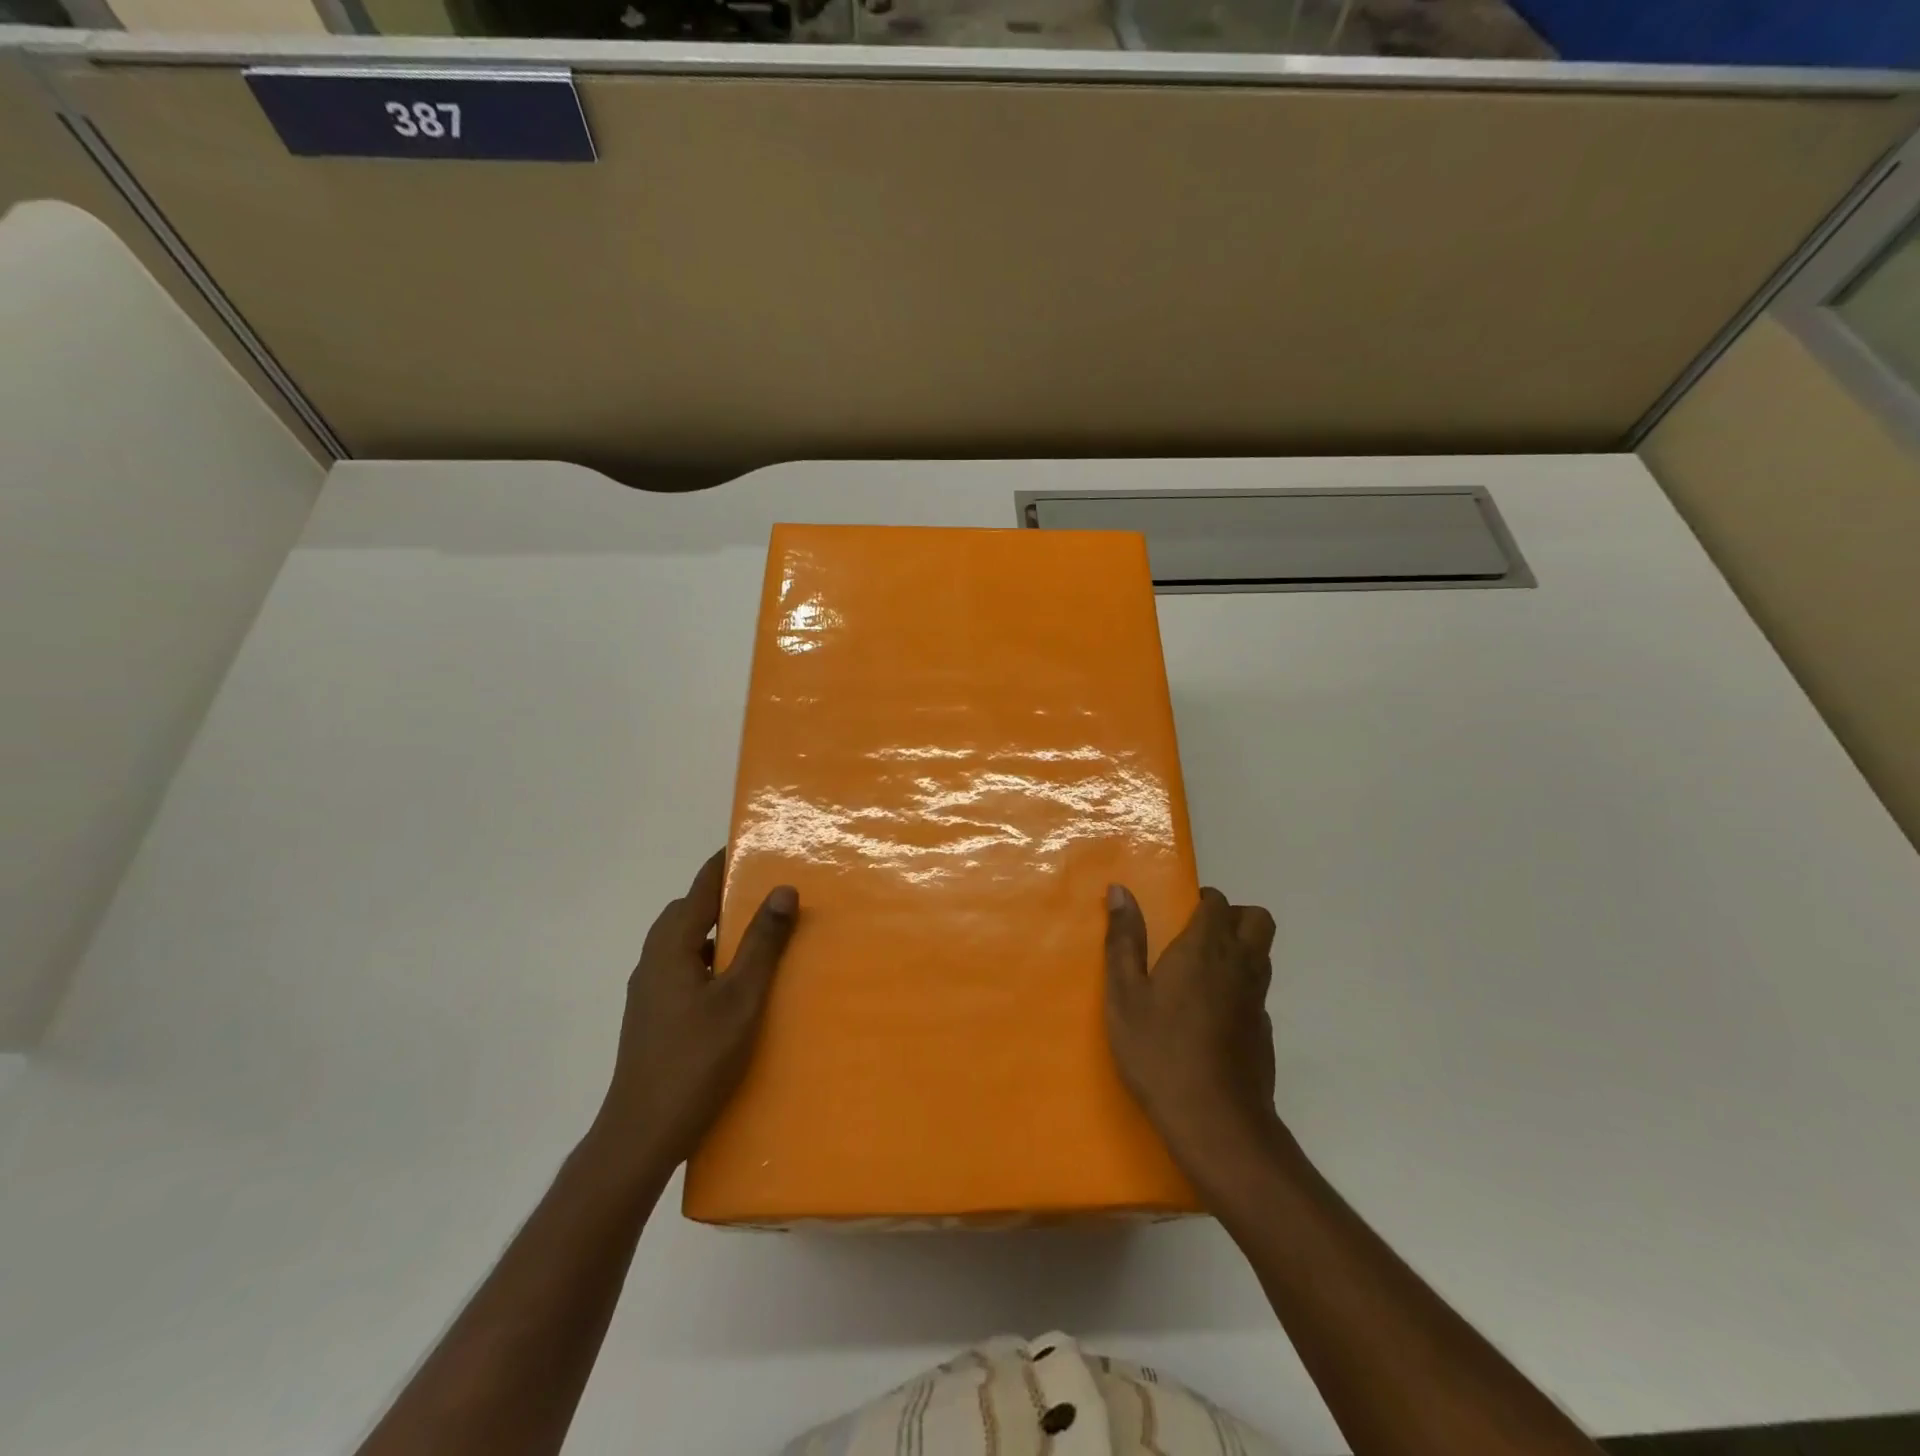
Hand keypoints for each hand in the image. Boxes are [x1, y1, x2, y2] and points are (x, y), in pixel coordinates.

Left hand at [594, 851, 798, 1170]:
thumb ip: (762, 943)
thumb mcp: (741, 998)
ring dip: (714, 931)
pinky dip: (707, 959)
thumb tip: (783, 889)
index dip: (724, 863)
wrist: (641, 1134)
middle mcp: (652, 961)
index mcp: (670, 947)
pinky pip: (682, 968)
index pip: (700, 889)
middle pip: (686, 912)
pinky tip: (733, 985)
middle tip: (763, 895)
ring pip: (683, 943)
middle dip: (721, 897)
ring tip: (755, 938)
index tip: (752, 844)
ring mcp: (647, 991)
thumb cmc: (696, 1059)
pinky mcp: (651, 1016)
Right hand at [1104, 885, 1280, 1180]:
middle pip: (1257, 920)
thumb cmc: (1160, 1050)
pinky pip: (1258, 993)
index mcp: (1205, 948)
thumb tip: (1120, 890)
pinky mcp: (1264, 1033)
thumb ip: (1123, 940)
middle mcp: (1240, 965)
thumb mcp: (1125, 994)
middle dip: (1232, 916)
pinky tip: (1210, 1016)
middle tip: (1197, 934)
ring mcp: (1258, 1001)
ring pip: (1262, 955)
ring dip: (1239, 949)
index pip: (1217, 902)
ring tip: (1200, 972)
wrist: (1216, 1122)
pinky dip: (1240, 988)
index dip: (1201, 900)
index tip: (1177, 912)